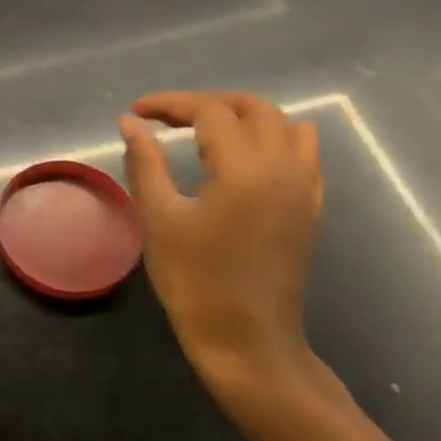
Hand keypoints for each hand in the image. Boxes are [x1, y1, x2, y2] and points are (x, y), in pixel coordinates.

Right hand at [119, 91, 322, 394]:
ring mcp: (304, 188)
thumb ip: (145, 161)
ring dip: (245, 117)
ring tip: (206, 131)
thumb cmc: (194, 279)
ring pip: (286, 125)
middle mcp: (284, 167)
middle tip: (167, 118)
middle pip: (254, 108)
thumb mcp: (158, 217)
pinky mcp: (309, 208)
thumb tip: (131, 123)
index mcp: (245, 168)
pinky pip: (303, 154)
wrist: (246, 337)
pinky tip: (243, 159)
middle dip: (208, 103)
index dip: (170, 104)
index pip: (210, 111)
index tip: (136, 112)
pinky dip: (273, 140)